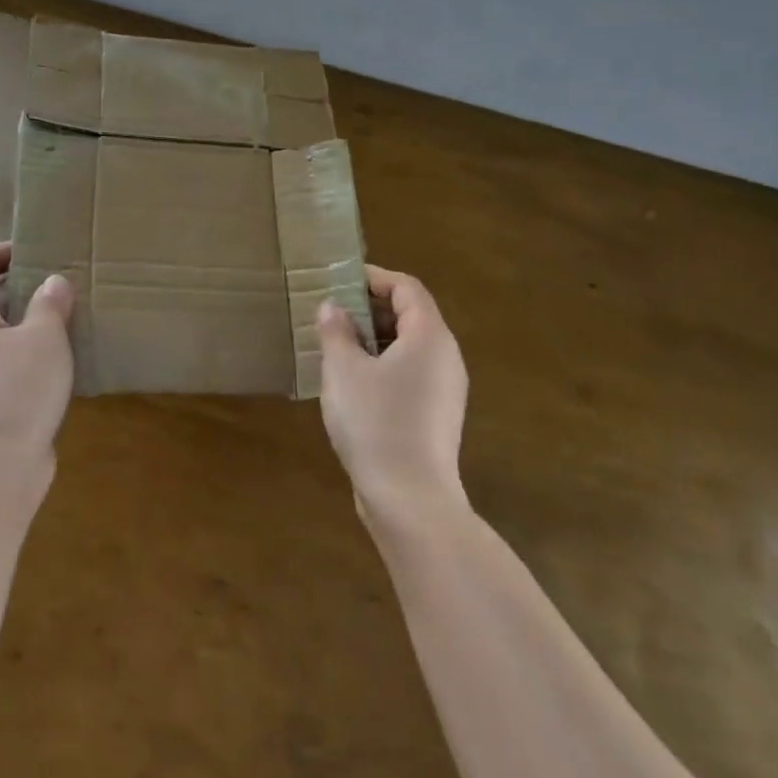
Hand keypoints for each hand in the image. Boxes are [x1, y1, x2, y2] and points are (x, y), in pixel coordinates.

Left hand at [0, 242, 76, 470]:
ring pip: (1, 330)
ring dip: (32, 318)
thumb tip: (55, 282)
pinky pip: (11, 360)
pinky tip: (69, 354)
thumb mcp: (43, 337)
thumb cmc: (15, 390)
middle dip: (21, 283)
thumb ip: (50, 302)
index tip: (34, 251)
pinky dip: (35, 350)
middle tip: (62, 277)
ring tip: (72, 311)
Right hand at [318, 266, 469, 515]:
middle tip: (332, 313)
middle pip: (411, 315)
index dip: (374, 278)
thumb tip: (333, 307)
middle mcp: (445, 356)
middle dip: (371, 308)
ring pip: (410, 347)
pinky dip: (384, 365)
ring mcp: (445, 389)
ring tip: (336, 346)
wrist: (410, 499)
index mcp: (429, 336)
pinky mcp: (437, 415)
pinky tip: (353, 383)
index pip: (406, 288)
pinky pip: (411, 373)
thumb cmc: (375, 423)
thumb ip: (336, 331)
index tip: (339, 281)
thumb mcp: (344, 371)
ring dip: (375, 338)